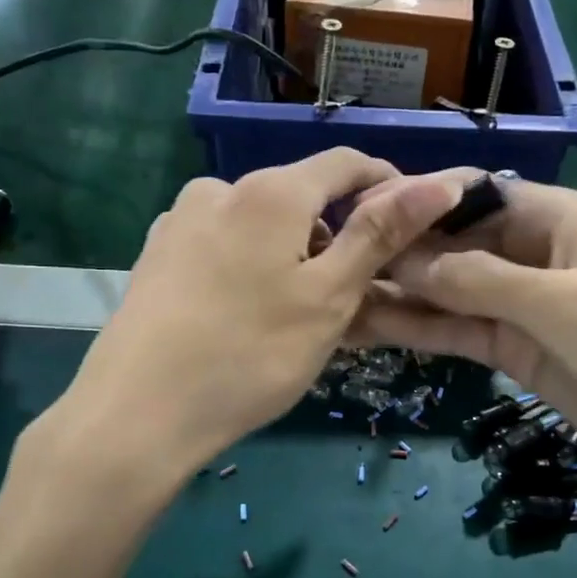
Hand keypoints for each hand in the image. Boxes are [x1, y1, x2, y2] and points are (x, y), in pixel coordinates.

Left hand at [59, 150, 461, 469]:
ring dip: (293, 253)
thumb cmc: (250, 355)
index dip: (387, 185)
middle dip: (336, 233)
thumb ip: (380, 234)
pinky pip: (224, 245)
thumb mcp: (329, 297)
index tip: (411, 226)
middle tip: (354, 296)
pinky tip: (247, 316)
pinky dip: (252, 266)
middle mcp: (220, 189)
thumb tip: (440, 182)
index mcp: (270, 192)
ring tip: (299, 315)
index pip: (346, 163)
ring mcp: (180, 221)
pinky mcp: (157, 256)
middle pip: (300, 195)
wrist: (136, 414)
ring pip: (260, 224)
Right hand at [351, 173, 576, 514]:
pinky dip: (420, 328)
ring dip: (401, 294)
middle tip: (336, 262)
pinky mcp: (513, 349)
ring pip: (450, 290)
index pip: (473, 193)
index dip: (420, 202)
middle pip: (454, 242)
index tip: (363, 215)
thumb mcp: (558, 302)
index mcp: (555, 217)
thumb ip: (478, 278)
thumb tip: (406, 260)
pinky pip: (459, 329)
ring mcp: (520, 304)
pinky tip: (371, 326)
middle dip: (402, 252)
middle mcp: (532, 252)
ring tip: (340, 296)